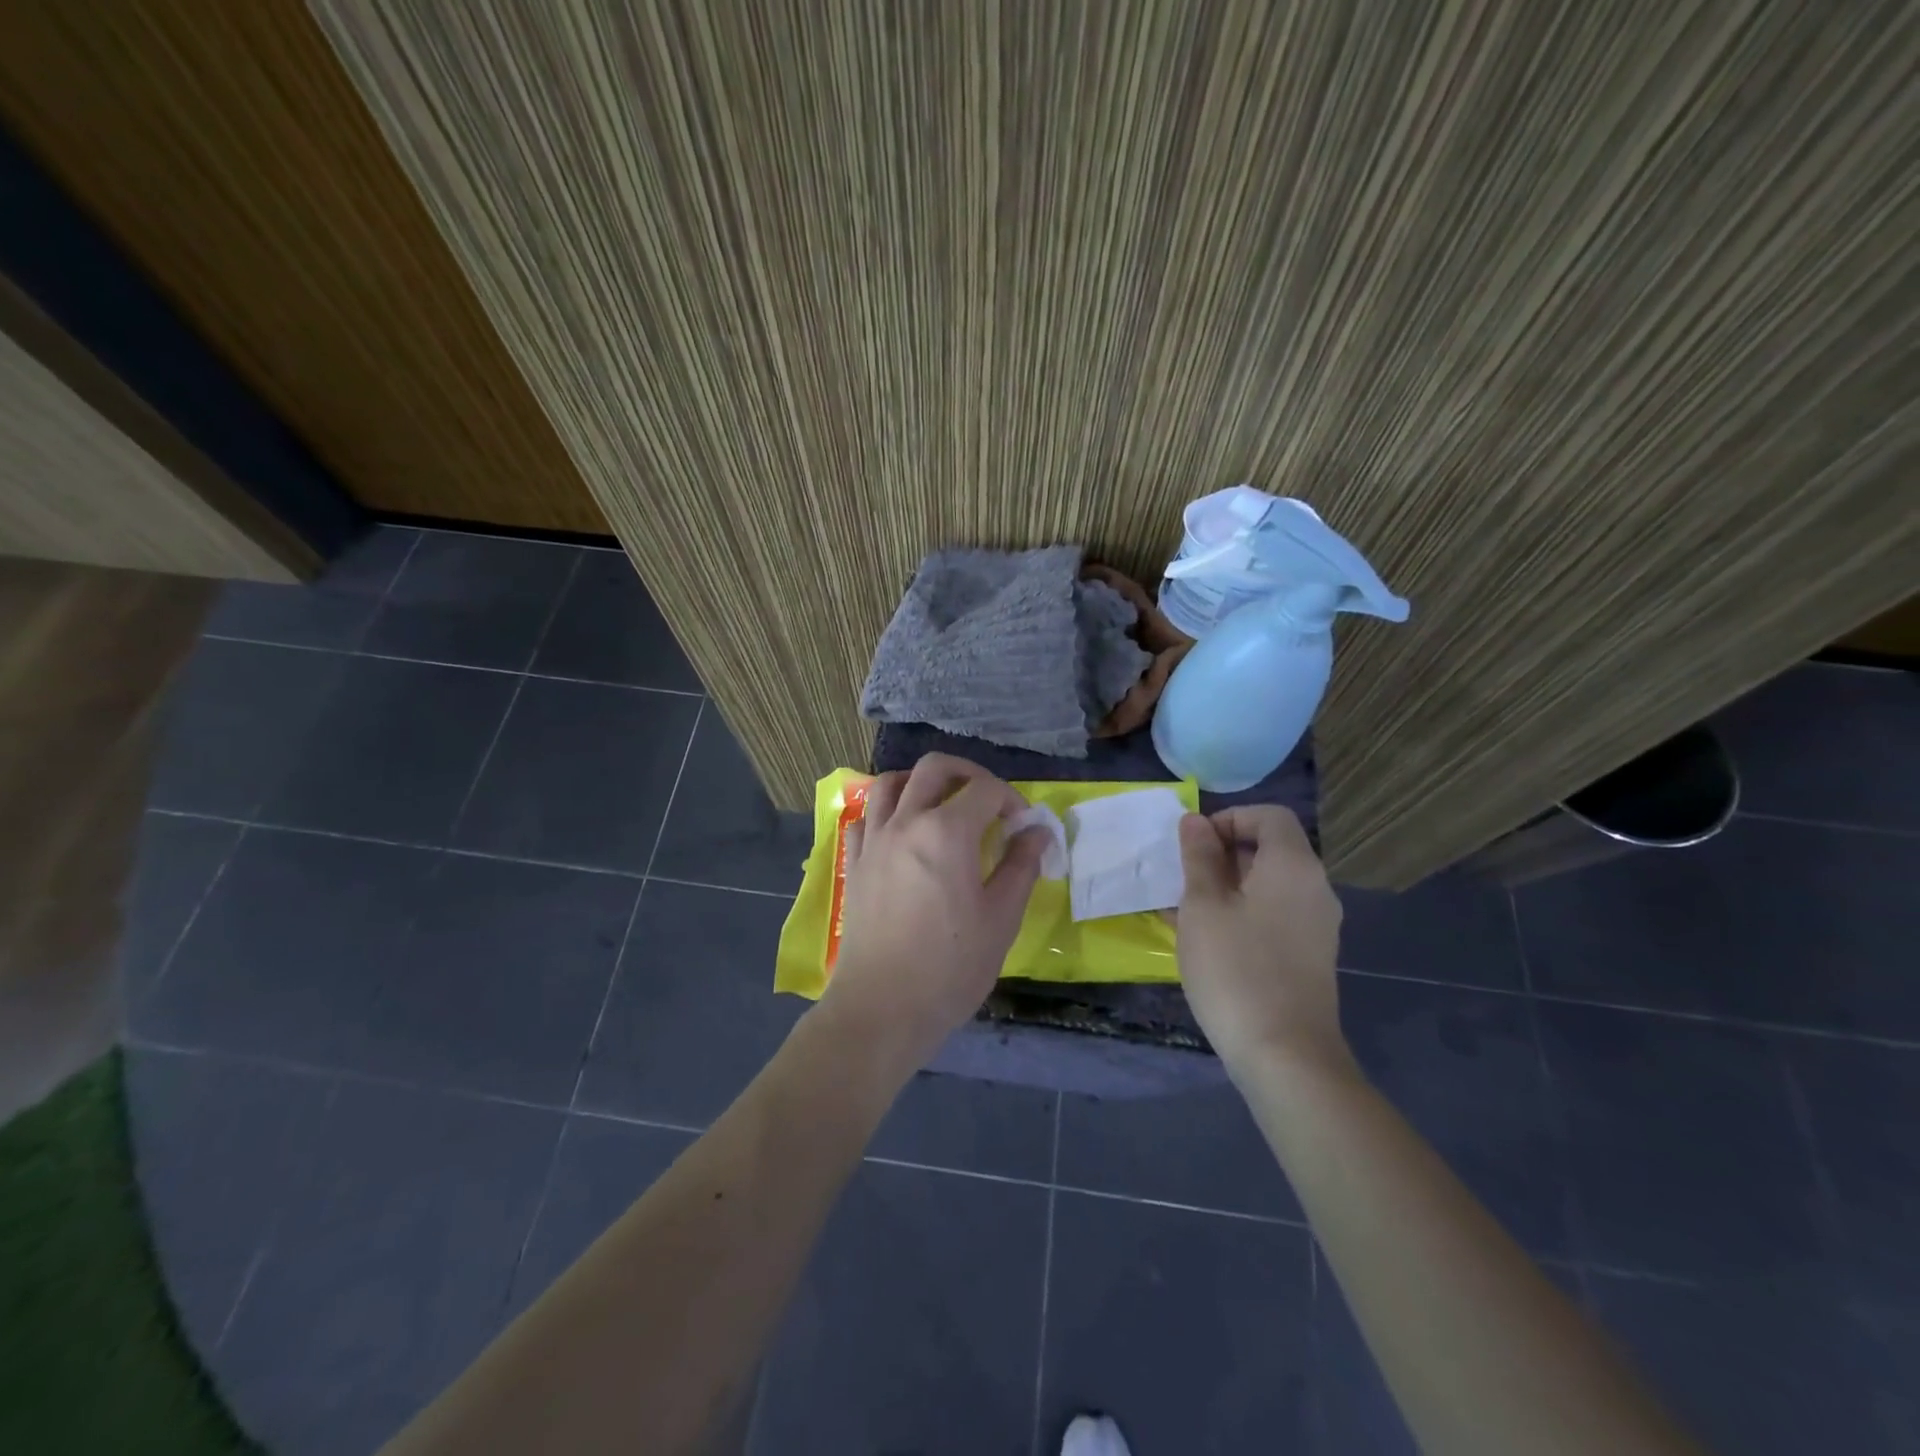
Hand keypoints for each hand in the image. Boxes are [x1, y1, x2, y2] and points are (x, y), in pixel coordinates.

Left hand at [817, 754, 1046, 1078]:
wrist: (882, 1008)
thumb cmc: (950, 968)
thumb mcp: (1001, 918)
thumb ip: (1021, 866)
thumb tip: (1037, 831)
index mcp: (947, 832)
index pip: (985, 789)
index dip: (1011, 800)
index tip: (1023, 827)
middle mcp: (906, 822)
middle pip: (934, 767)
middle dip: (968, 774)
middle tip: (989, 800)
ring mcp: (873, 840)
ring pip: (891, 783)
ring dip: (922, 782)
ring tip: (943, 805)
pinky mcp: (854, 862)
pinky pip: (865, 817)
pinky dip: (887, 810)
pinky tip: (902, 833)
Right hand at [1175, 806, 1348, 1076]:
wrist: (1285, 1056)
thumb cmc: (1236, 969)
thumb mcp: (1203, 906)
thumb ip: (1199, 857)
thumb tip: (1195, 821)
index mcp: (1293, 866)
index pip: (1268, 816)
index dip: (1228, 818)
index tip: (1193, 845)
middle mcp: (1314, 888)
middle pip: (1269, 849)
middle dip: (1221, 855)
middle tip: (1182, 879)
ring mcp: (1316, 925)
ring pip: (1267, 886)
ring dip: (1226, 887)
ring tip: (1183, 910)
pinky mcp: (1309, 956)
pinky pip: (1273, 916)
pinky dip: (1241, 913)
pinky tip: (1205, 939)